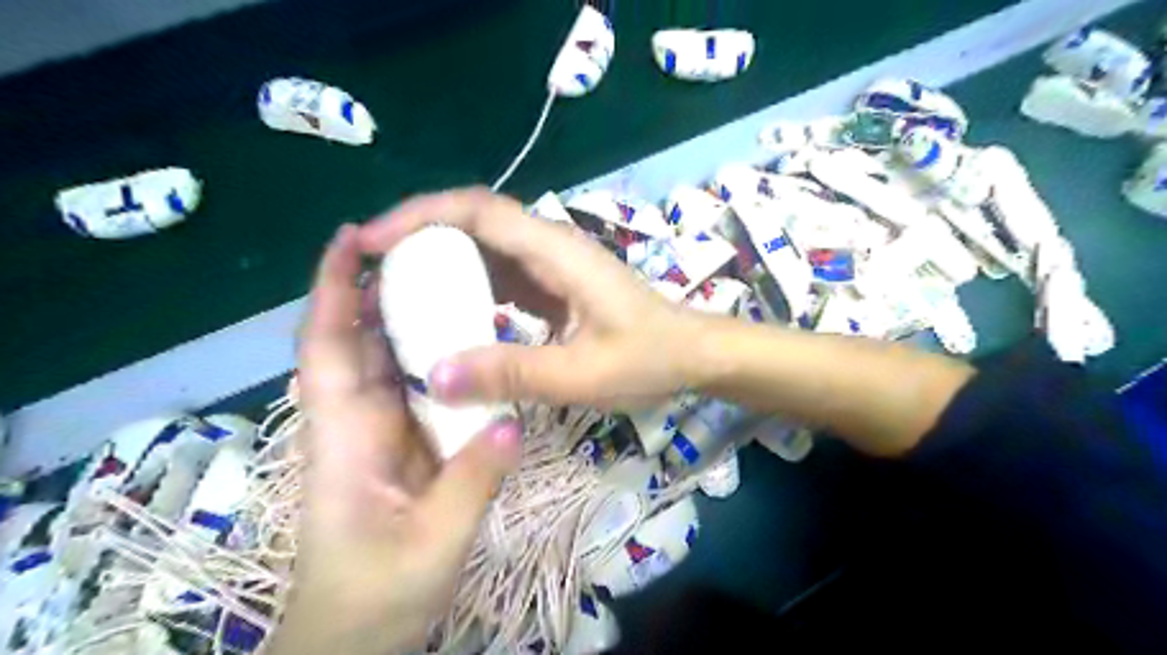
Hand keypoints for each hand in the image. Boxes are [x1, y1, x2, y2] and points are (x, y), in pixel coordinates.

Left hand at [269, 225, 524, 654]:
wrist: (357, 636)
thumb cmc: (377, 594)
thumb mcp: (432, 542)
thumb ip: (473, 480)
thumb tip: (513, 418)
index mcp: (344, 436)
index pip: (326, 346)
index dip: (331, 289)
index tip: (351, 240)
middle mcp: (355, 422)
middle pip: (356, 341)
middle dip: (378, 288)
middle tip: (428, 249)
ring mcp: (380, 433)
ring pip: (387, 362)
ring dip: (408, 318)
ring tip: (452, 280)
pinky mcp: (404, 446)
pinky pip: (415, 389)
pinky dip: (433, 358)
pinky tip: (467, 342)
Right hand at [357, 186, 705, 409]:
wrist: (696, 355)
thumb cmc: (651, 358)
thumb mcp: (583, 374)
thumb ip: (513, 374)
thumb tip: (434, 376)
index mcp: (556, 252)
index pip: (478, 211)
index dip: (419, 216)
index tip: (370, 242)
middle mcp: (551, 246)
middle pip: (474, 222)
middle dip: (419, 237)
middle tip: (372, 272)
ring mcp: (554, 265)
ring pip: (486, 248)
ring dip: (441, 262)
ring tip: (397, 293)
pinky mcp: (556, 286)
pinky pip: (502, 275)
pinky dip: (469, 286)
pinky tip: (449, 314)